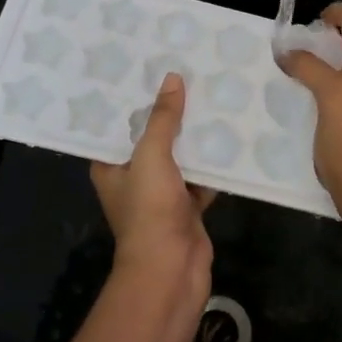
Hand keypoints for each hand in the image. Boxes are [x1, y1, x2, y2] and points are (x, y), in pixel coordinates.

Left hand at [90, 73, 214, 314]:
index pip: (119, 125)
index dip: (134, 101)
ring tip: (213, 100)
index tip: (151, 71)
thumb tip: (172, 79)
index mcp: (111, 166)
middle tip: (190, 78)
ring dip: (195, 138)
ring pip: (180, 157)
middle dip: (171, 115)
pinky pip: (201, 177)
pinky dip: (213, 164)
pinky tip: (230, 138)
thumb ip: (162, 119)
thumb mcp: (151, 156)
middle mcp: (133, 178)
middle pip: (153, 139)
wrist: (172, 269)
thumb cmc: (150, 210)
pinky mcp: (187, 207)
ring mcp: (161, 194)